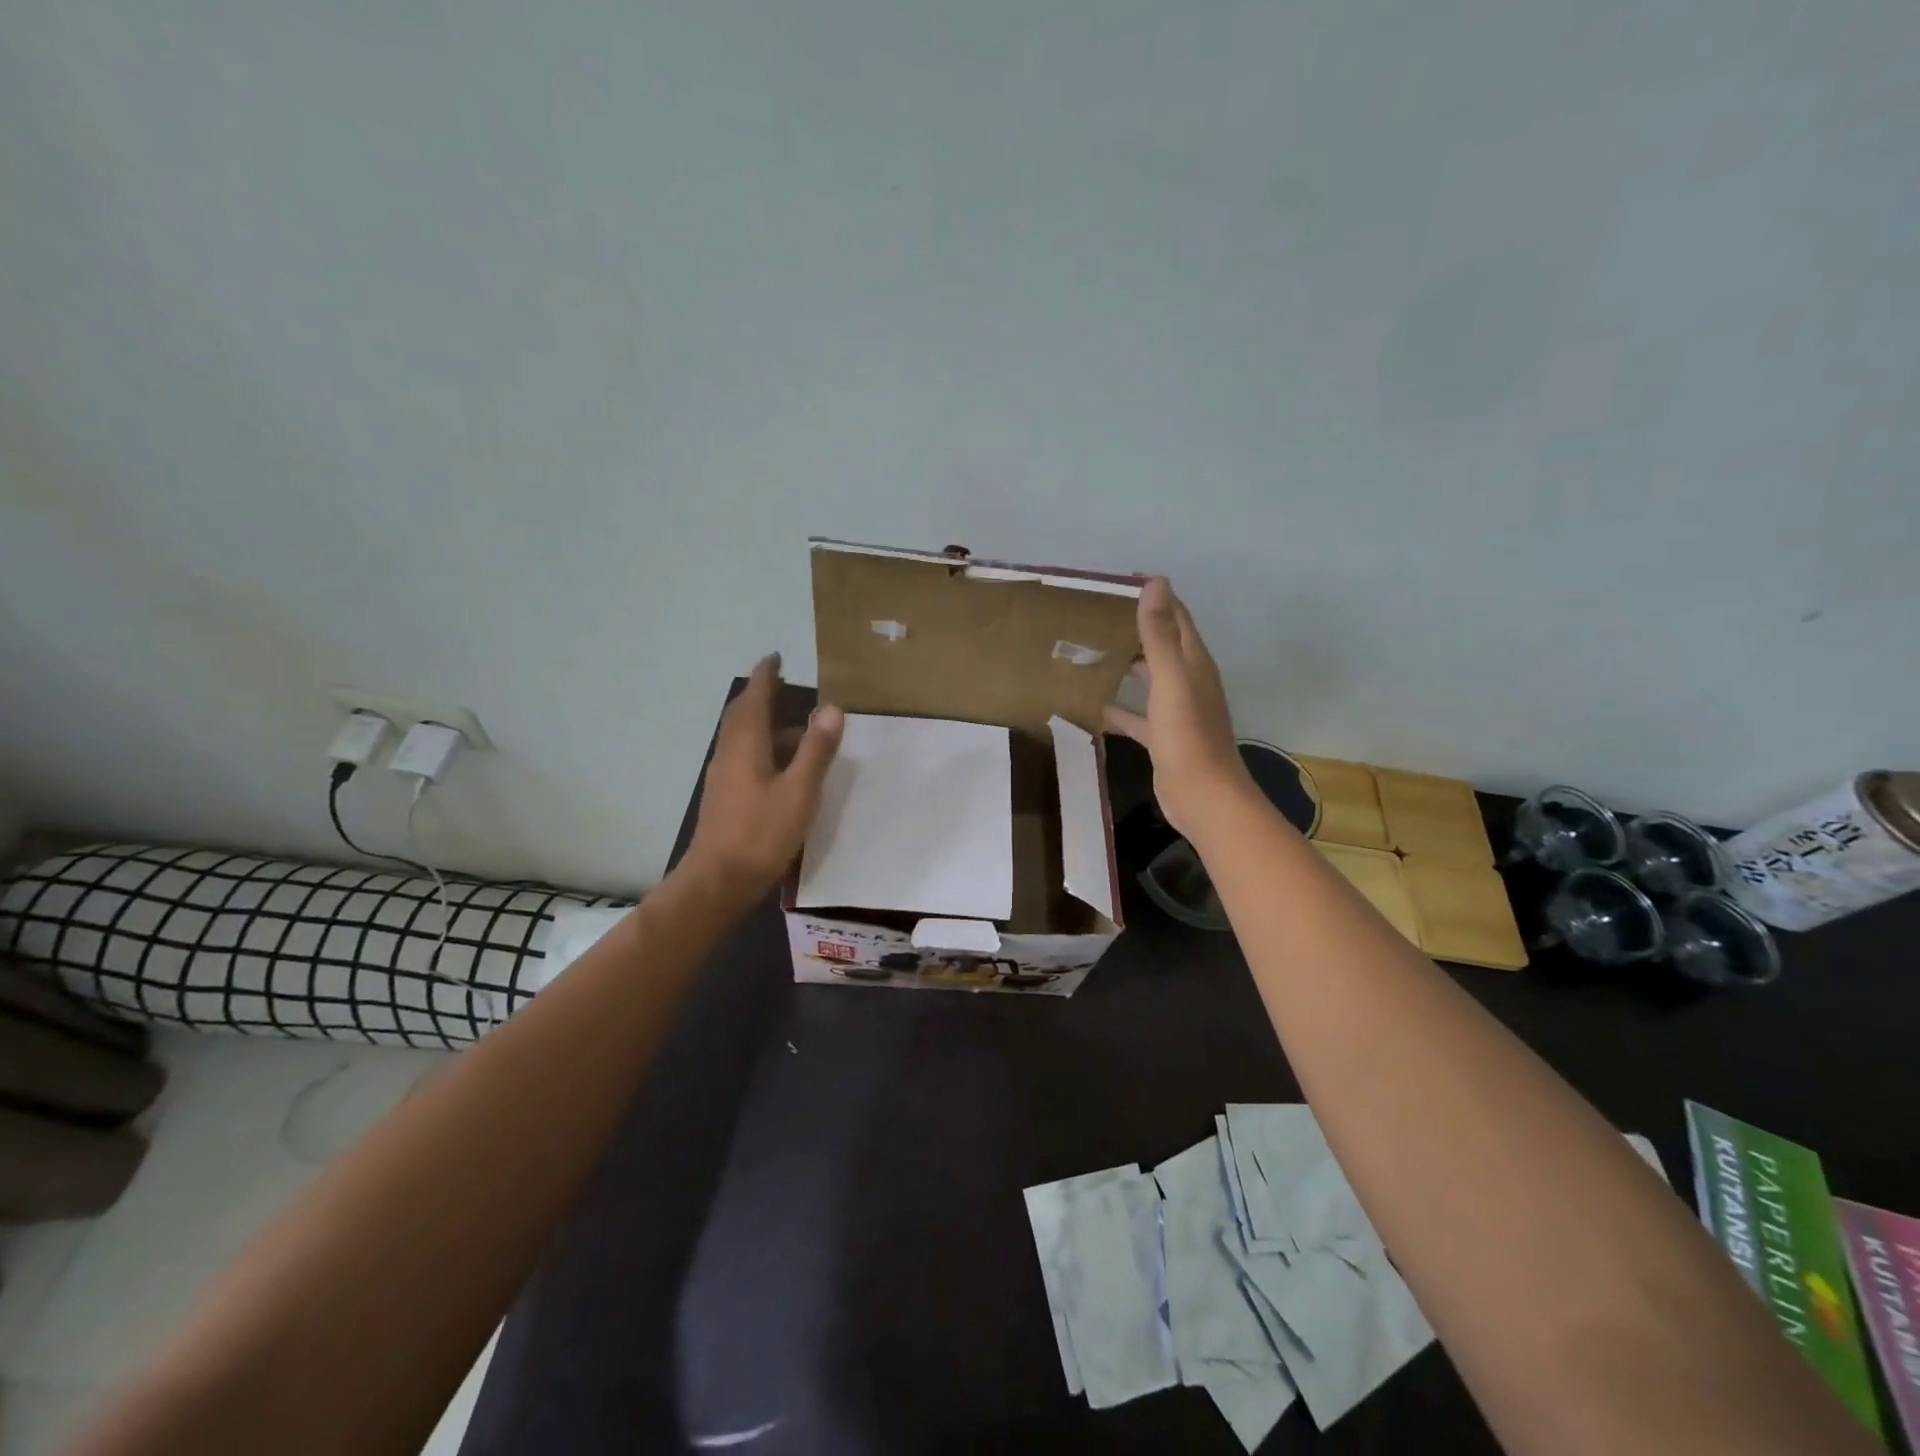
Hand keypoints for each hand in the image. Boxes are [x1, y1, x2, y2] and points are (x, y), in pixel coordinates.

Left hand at [683, 654, 844, 900]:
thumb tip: (831, 707)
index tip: (775, 657)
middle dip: (760, 695)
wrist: (719, 881)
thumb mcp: (799, 791)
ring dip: (763, 723)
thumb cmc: (761, 833)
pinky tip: (781, 766)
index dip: (766, 676)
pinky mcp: (725, 797)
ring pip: (741, 738)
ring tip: (794, 726)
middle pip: (742, 715)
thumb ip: (815, 750)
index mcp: (745, 746)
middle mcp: (729, 754)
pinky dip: (762, 748)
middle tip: (781, 683)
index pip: (755, 699)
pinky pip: (743, 757)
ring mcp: (723, 777)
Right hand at [1103, 579, 1255, 838]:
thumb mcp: (1171, 681)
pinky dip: (1119, 708)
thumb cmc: (1188, 737)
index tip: (1121, 581)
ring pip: (1149, 678)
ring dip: (1126, 665)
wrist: (1204, 797)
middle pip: (1162, 645)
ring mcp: (1176, 711)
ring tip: (1089, 654)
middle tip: (1095, 616)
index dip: (1155, 597)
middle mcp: (1188, 682)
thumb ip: (1160, 635)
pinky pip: (1137, 715)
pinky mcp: (1162, 737)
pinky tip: (1094, 706)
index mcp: (1194, 663)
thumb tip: (1156, 584)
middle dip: (1135, 628)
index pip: (1176, 617)